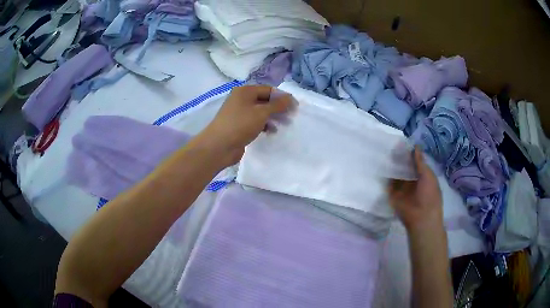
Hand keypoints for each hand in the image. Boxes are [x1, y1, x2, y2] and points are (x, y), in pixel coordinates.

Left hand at [196, 85, 291, 166]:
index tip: (295, 107)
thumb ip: (277, 105)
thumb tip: (290, 98)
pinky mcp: (239, 125)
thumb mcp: (261, 112)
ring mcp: (239, 113)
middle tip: (291, 117)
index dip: (283, 97)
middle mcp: (241, 99)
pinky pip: (255, 122)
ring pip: (261, 112)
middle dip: (279, 108)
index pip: (268, 90)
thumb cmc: (240, 124)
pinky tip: (271, 131)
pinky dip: (264, 125)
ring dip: (273, 117)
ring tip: (284, 125)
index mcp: (245, 91)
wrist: (219, 146)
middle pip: (265, 100)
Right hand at [387, 147, 443, 232]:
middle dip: (398, 158)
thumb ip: (420, 162)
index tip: (400, 142)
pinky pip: (387, 183)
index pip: (414, 162)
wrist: (421, 217)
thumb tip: (415, 146)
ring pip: (395, 174)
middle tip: (389, 144)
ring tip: (382, 151)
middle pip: (403, 167)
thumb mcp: (428, 175)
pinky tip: (379, 165)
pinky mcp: (392, 195)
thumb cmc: (430, 195)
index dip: (409, 153)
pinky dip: (385, 176)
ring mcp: (401, 188)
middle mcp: (411, 181)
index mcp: (422, 176)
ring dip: (391, 166)